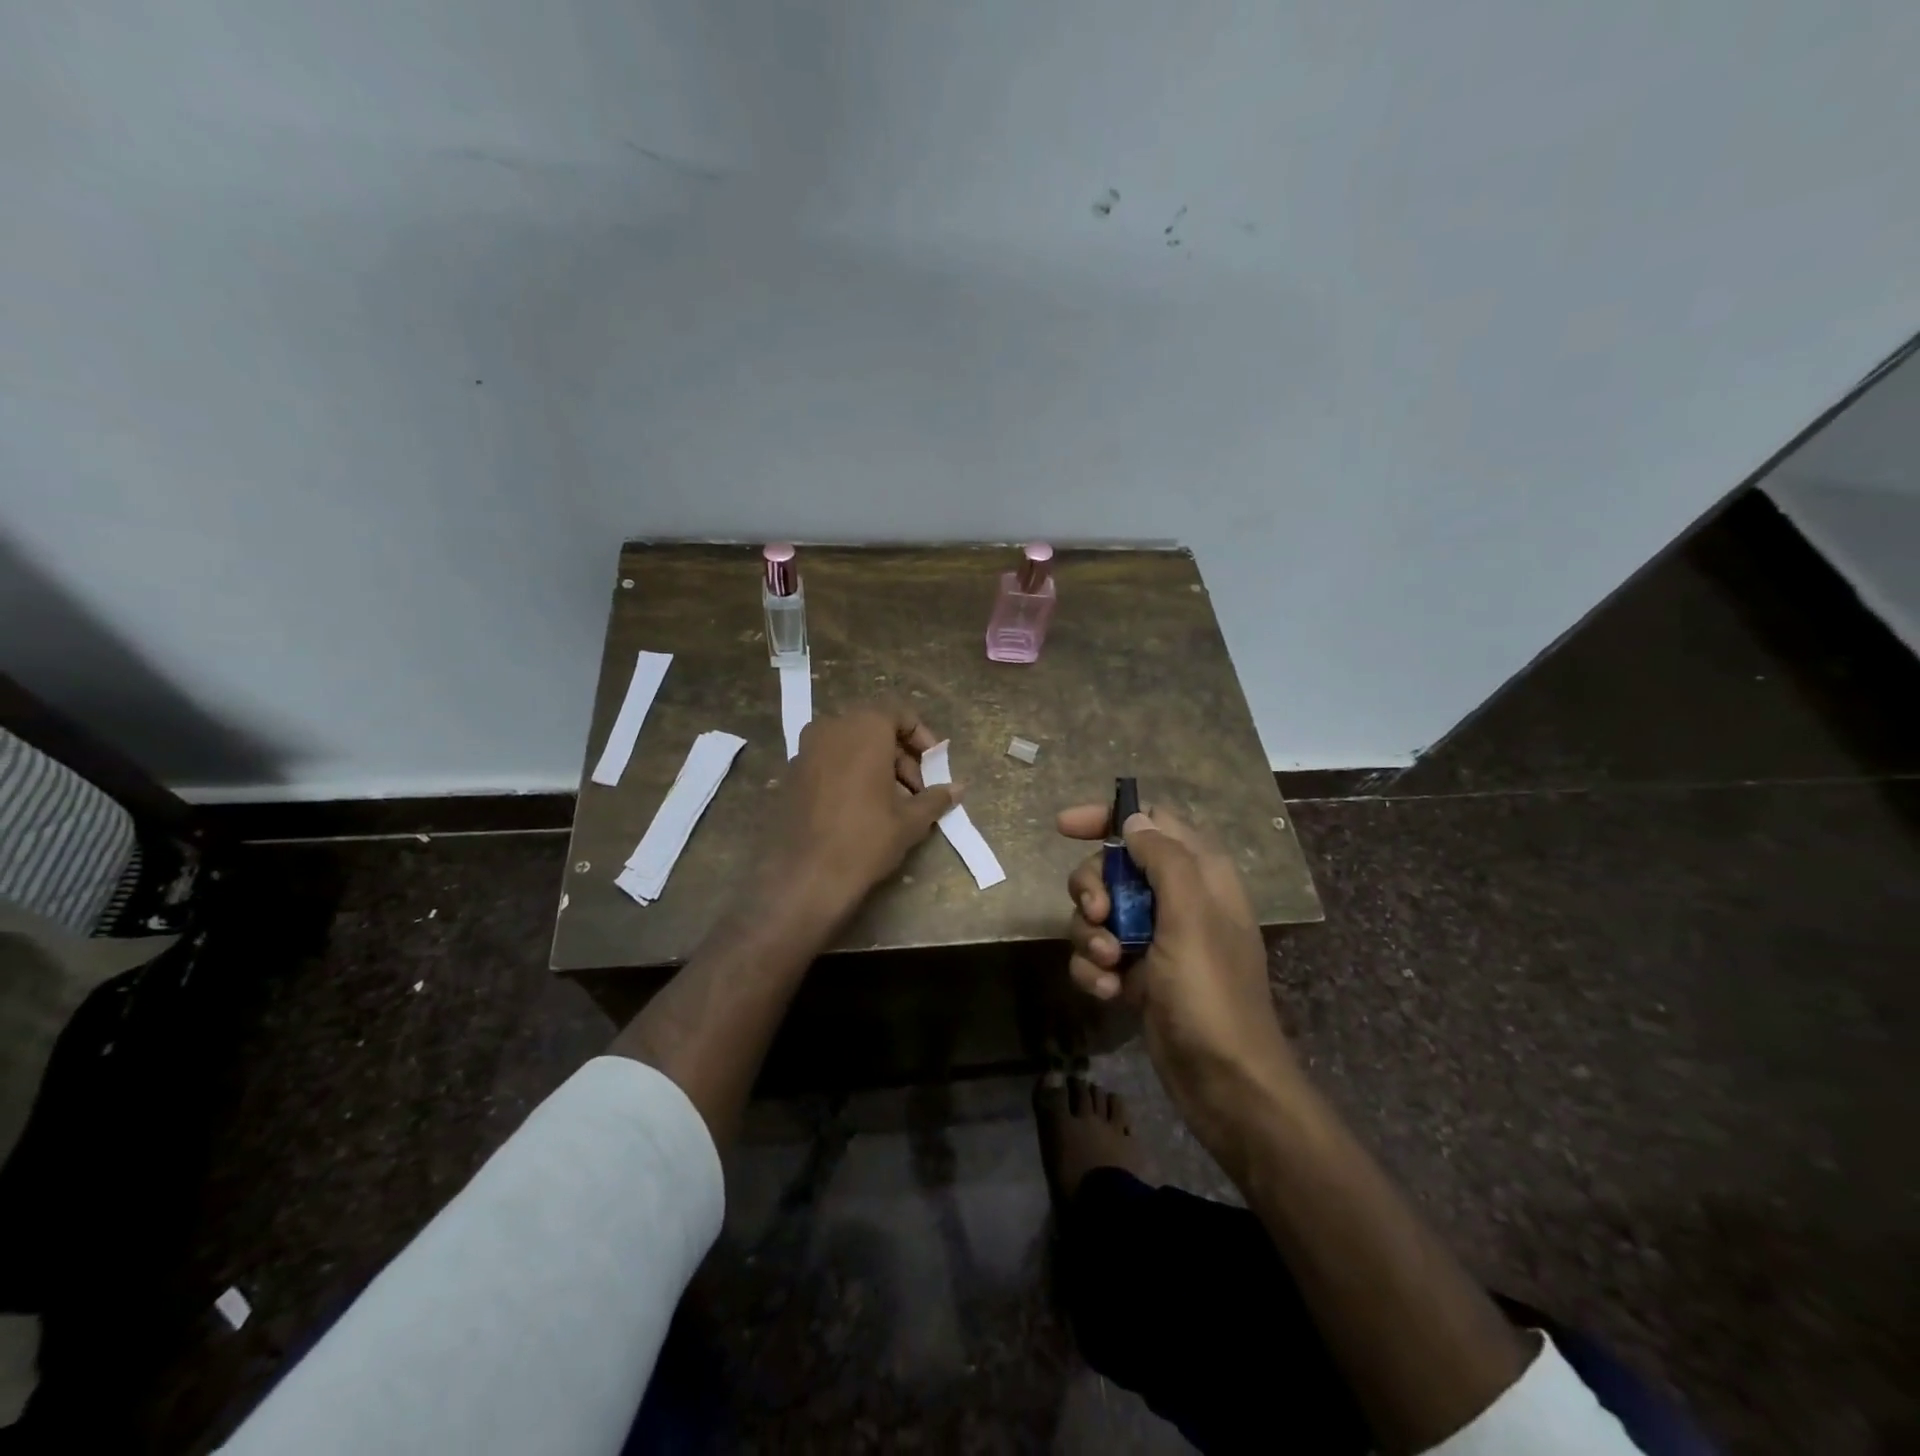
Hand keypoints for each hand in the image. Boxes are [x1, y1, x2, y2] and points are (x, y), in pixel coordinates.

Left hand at [763, 703, 957, 918]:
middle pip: (874, 729)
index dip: (921, 737)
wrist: (806, 876)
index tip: (934, 765)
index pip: (899, 714)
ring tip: (892, 803)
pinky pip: (829, 761)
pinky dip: (849, 773)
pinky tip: (860, 808)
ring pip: (850, 746)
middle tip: (917, 790)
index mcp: (864, 728)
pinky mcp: (791, 773)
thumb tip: (958, 788)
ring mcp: (806, 749)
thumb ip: (935, 797)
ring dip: (875, 765)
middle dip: (900, 756)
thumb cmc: (866, 838)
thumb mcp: (910, 820)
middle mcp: (831, 728)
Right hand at [1058, 802, 1303, 1173]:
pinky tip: (1109, 993)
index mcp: (1200, 873)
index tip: (1065, 828)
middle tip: (1097, 915)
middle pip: (1112, 867)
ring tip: (1109, 966)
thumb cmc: (1211, 991)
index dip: (1107, 819)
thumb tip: (1133, 820)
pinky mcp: (1136, 972)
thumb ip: (1163, 859)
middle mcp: (1175, 898)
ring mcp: (1154, 937)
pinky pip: (1097, 954)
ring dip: (1090, 936)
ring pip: (1098, 912)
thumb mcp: (1190, 916)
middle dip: (1092, 888)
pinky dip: (1094, 970)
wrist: (1223, 1081)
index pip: (1150, 821)